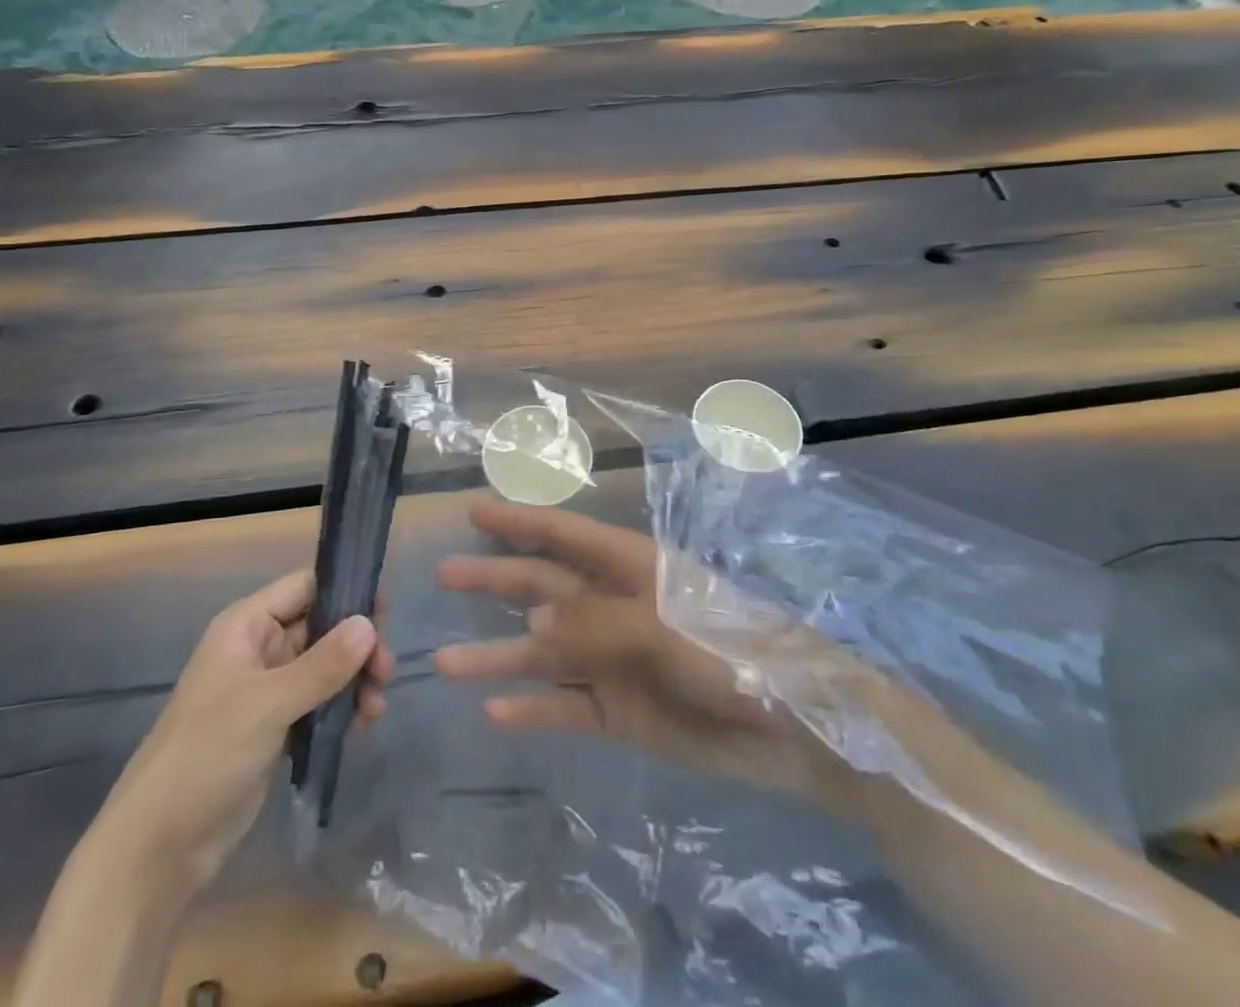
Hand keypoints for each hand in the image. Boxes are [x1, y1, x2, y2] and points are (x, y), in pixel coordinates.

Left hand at [93, 569, 395, 889]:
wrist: (158, 847)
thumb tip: (369, 624)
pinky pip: (318, 702)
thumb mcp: (268, 704)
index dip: (344, 591)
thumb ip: (322, 664)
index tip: (385, 612)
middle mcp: (258, 649)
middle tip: (385, 672)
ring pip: (324, 666)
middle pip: (321, 627)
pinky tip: (362, 726)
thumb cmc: (206, 755)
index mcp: (246, 626)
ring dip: (354, 679)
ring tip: (375, 708)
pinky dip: (341, 708)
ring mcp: (267, 690)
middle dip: (356, 645)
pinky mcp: (274, 727)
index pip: (304, 588)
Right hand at [433, 501, 860, 808]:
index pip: (563, 535)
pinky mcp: (621, 713)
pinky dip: (532, 708)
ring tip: (444, 660)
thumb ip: (594, 626)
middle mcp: (612, 607)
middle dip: (494, 579)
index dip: (519, 522)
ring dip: (497, 654)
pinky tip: (493, 710)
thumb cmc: (731, 650)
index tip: (474, 512)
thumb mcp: (662, 625)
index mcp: (628, 568)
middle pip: (542, 588)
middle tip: (444, 575)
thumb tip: (529, 630)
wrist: (795, 727)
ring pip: (543, 653)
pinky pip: (565, 708)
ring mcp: (614, 661)